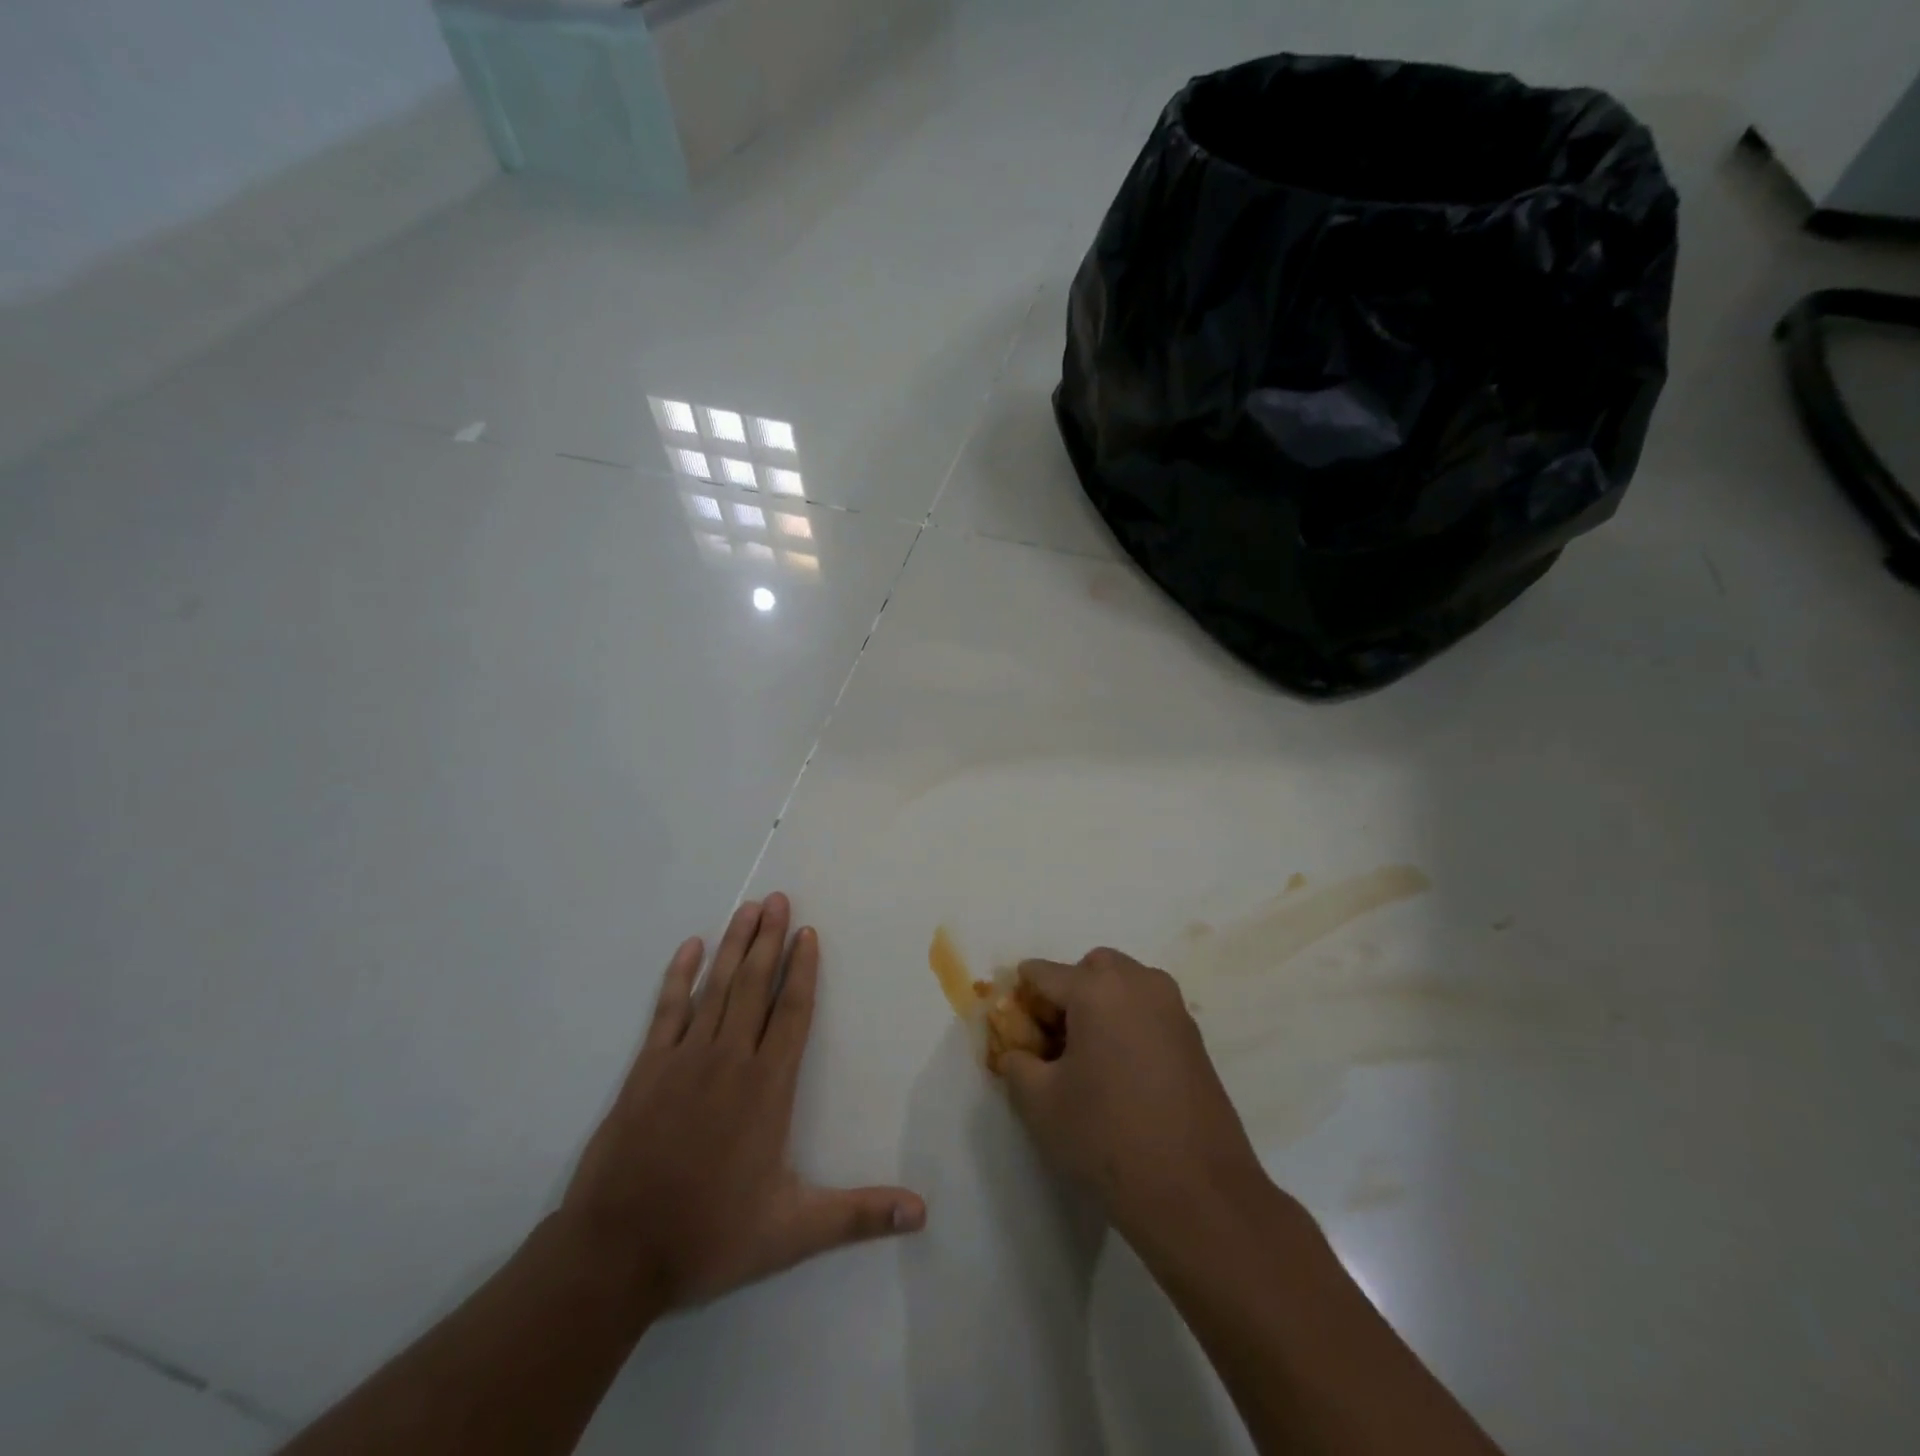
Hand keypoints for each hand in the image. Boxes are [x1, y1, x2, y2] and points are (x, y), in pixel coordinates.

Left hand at [559, 894, 925, 1316]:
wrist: (615, 1254)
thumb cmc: (709, 1235)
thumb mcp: (792, 1232)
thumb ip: (859, 1215)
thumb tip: (922, 1213)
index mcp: (767, 1088)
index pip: (793, 1013)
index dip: (803, 970)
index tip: (807, 933)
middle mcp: (730, 1059)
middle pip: (755, 986)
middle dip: (769, 940)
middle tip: (778, 899)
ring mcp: (684, 1059)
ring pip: (716, 988)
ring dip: (733, 945)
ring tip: (748, 908)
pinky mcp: (646, 1069)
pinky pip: (667, 1010)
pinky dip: (679, 976)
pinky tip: (689, 947)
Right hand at [999, 947, 1266, 1242]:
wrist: (1197, 1193)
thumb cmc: (1107, 1138)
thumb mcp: (1039, 1103)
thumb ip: (1016, 1062)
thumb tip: (1017, 1050)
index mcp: (1097, 988)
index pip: (1043, 974)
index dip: (1021, 1000)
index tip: (1012, 1030)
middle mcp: (1138, 982)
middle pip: (1090, 968)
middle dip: (1067, 993)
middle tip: (1053, 1040)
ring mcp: (1172, 1007)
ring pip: (1124, 984)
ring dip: (1100, 1003)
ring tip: (1088, 1057)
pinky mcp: (1194, 1036)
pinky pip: (1148, 1009)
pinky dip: (1127, 1022)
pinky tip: (1121, 1072)